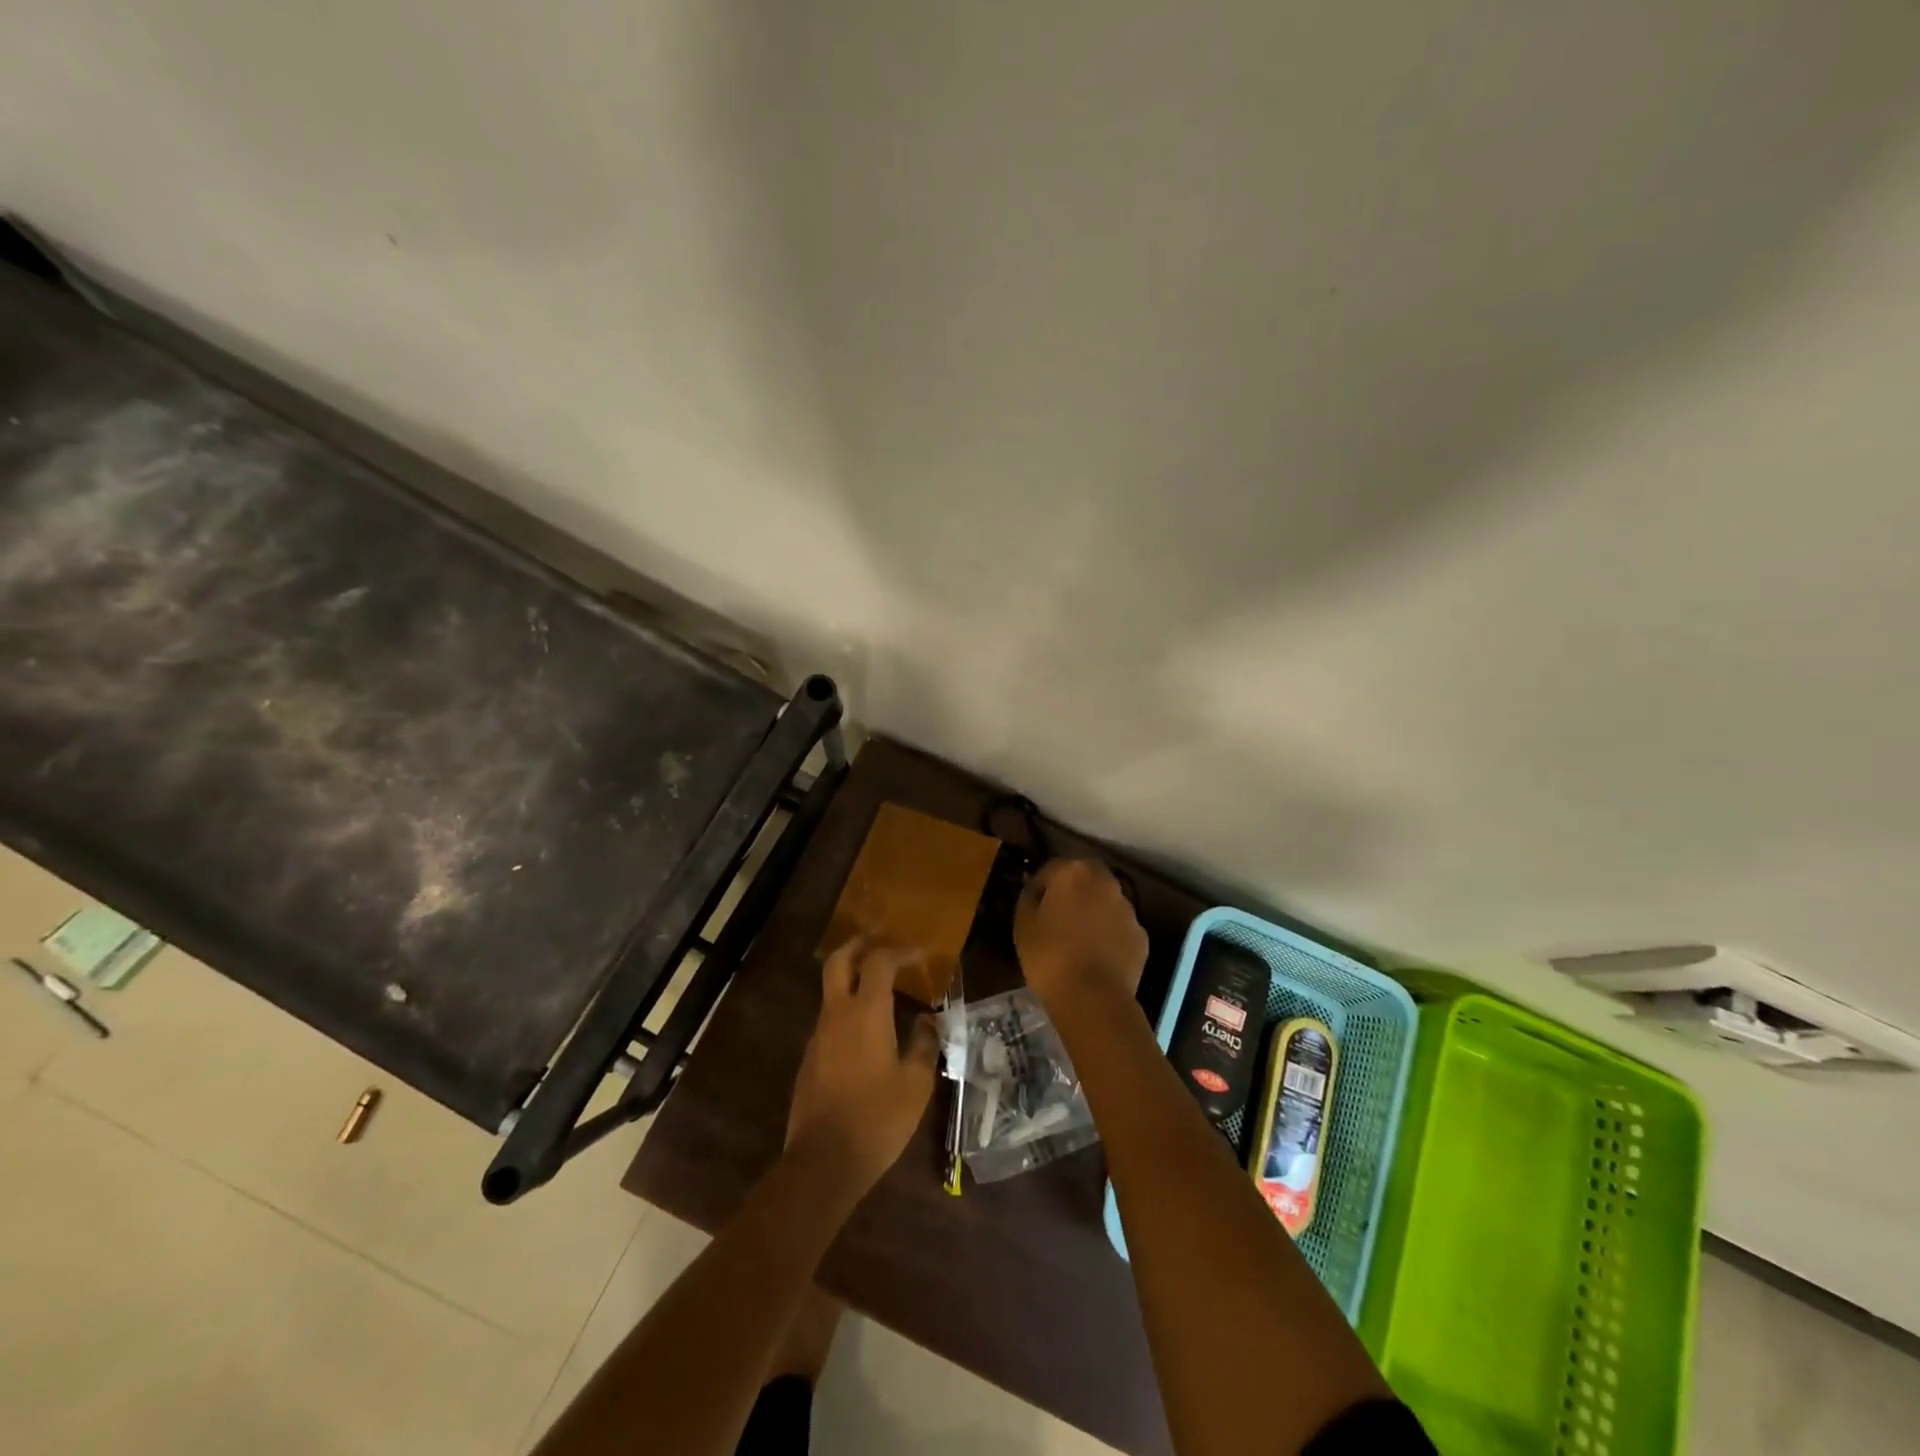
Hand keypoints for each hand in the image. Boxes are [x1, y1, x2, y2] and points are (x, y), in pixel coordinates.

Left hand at [786, 941, 940, 1195]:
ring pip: (831, 992)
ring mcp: (818, 1036)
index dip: (900, 952)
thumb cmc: (877, 1119)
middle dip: (858, 946)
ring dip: (851, 980)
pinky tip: (866, 1034)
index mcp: (867, 1013)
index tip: (920, 955)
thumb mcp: (915, 1084)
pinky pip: (828, 1021)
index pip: (879, 962)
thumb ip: (924, 1045)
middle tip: (878, 943)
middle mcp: (837, 1015)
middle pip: (839, 962)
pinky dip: (846, 1011)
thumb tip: (927, 1021)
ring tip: (880, 990)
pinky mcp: (809, 1059)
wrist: (823, 1162)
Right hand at [1014, 859, 1149, 1011]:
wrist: (1092, 997)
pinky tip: (1097, 957)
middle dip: (1072, 892)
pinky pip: (1119, 928)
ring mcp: (1128, 909)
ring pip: (1106, 902)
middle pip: (1085, 878)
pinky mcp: (1141, 936)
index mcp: (1073, 873)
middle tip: (1058, 917)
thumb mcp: (1023, 925)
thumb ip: (1029, 898)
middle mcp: (1105, 882)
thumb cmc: (1050, 956)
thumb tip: (1036, 891)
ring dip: (1094, 911)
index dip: (1040, 887)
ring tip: (1079, 940)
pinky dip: (1109, 935)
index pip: (1051, 869)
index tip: (1033, 908)